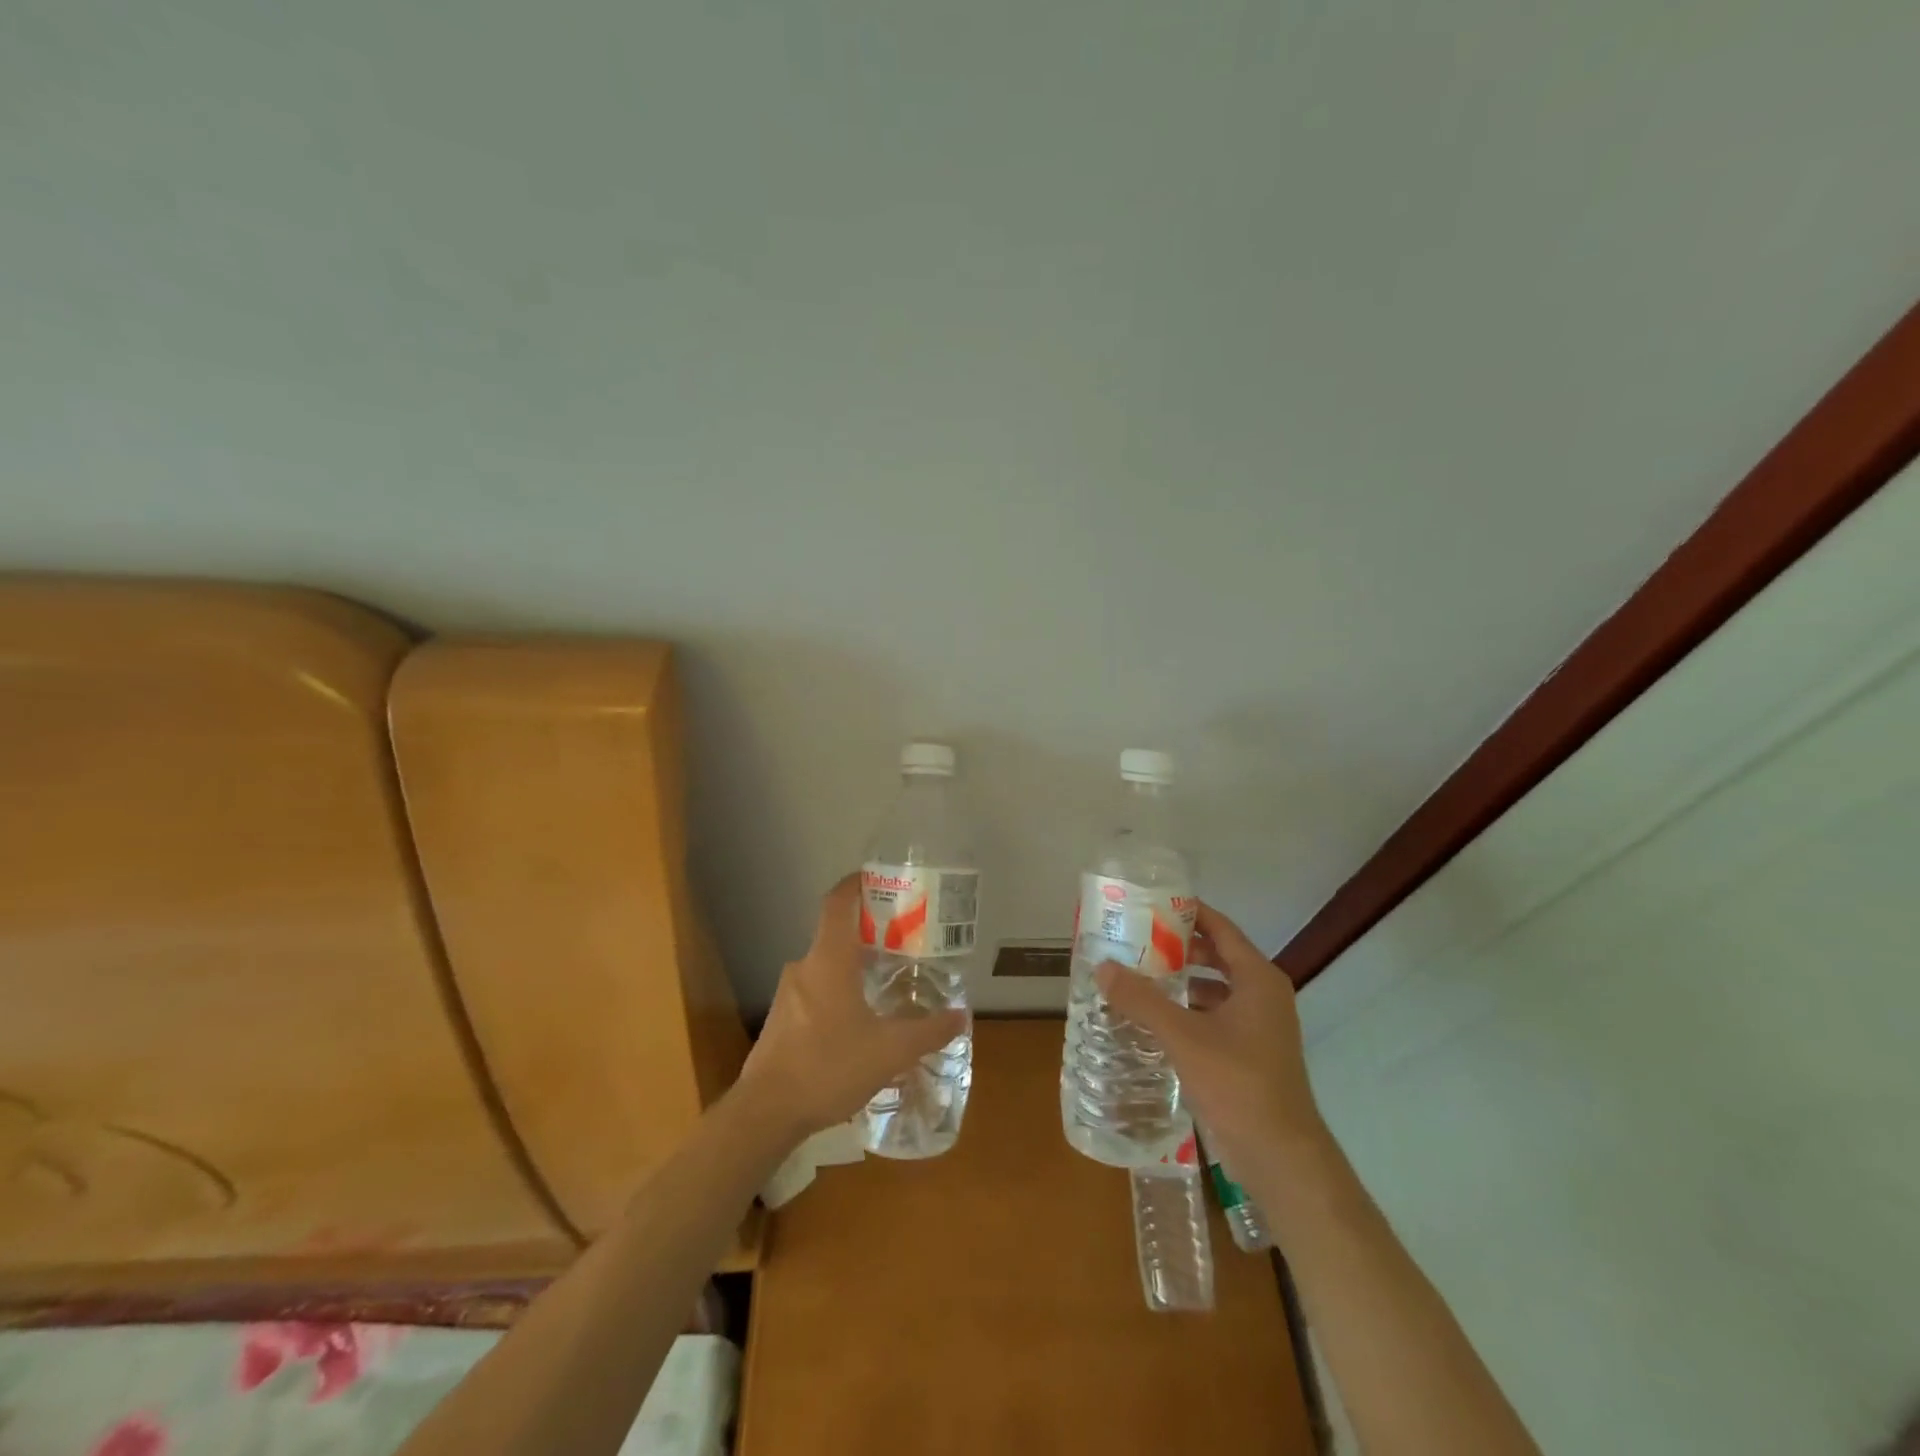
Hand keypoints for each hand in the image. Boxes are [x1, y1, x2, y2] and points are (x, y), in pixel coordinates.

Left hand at [738, 873, 968, 1140]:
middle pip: (836, 934)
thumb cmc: (828, 1067)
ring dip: (853, 967)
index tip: (878, 878)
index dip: (855, 884)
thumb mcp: (889, 1051)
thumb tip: (961, 1016)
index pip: (837, 903)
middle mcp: (804, 967)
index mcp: (828, 960)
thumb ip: (927, 1031)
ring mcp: (788, 994)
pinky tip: (859, 1024)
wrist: (766, 1113)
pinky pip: (815, 991)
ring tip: (886, 985)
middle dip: (868, 934)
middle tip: (901, 942)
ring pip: (826, 966)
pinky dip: (838, 993)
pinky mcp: (780, 1020)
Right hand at [1096, 901, 1324, 1173]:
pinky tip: (1156, 1019)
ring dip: (1180, 980)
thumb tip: (1102, 967)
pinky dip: (1187, 1010)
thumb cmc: (1238, 1084)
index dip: (1186, 912)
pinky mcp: (1251, 1054)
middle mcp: (1263, 994)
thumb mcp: (1183, 1037)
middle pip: (1216, 955)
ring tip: (1138, 975)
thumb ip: (1141, 1000)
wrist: (1282, 1158)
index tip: (1149, 903)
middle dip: (1177, 946)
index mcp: (1257, 978)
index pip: (1219, 927)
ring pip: (1214, 988)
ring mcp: (1260, 1026)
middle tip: (1135, 940)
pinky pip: (1215, 1016)